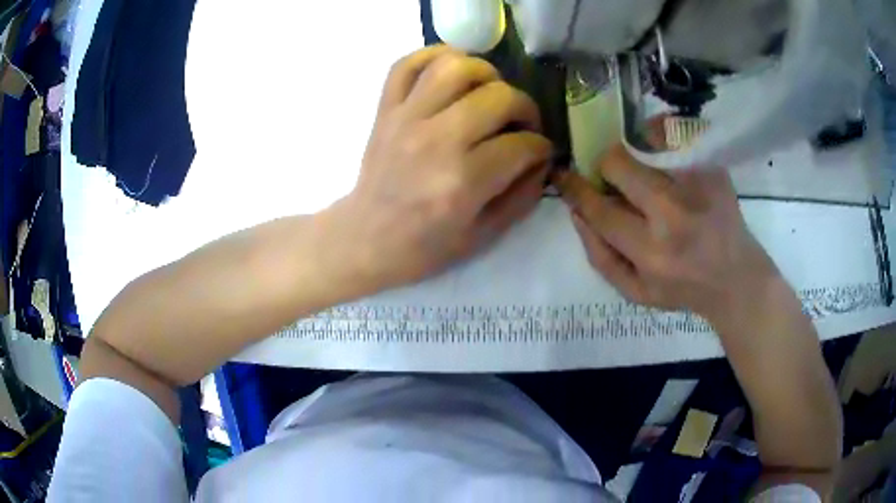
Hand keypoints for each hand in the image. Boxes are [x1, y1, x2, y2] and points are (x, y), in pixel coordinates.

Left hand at [328, 45, 551, 291]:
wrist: (366, 238)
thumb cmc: (424, 245)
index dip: (542, 147)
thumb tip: (543, 159)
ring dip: (486, 73)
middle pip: (500, 97)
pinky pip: (408, 64)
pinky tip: (453, 73)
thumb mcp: (483, 235)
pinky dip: (434, 56)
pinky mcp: (385, 109)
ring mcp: (406, 119)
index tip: (540, 152)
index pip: (522, 144)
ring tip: (490, 93)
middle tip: (522, 124)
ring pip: (456, 67)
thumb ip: (522, 196)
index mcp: (463, 181)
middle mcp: (437, 141)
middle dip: (525, 107)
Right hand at [555, 143, 780, 321]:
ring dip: (633, 149)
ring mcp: (697, 186)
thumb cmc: (683, 288)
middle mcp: (673, 214)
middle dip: (606, 167)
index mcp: (651, 252)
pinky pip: (675, 133)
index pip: (599, 209)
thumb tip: (576, 212)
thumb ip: (600, 256)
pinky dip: (660, 136)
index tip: (563, 175)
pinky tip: (663, 154)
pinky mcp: (713, 169)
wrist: (737, 278)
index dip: (575, 188)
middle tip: (614, 177)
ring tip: (642, 164)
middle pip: (618, 164)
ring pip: (645, 141)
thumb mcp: (635, 292)